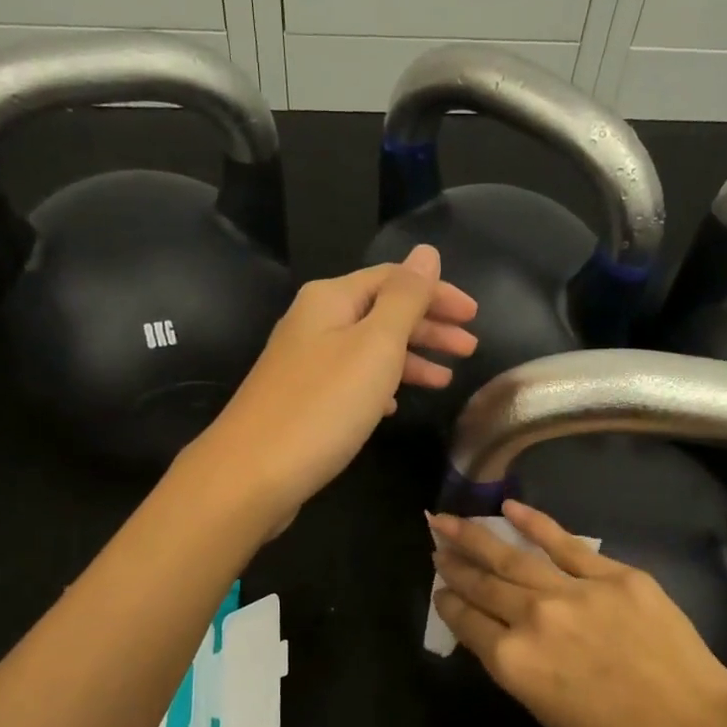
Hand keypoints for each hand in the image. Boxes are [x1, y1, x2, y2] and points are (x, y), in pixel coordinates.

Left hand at [193, 245, 477, 527]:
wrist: (252, 474)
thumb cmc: (323, 406)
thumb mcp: (375, 345)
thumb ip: (405, 299)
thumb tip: (425, 252)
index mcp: (331, 299)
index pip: (394, 280)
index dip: (437, 293)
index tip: (474, 316)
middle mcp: (314, 322)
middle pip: (382, 312)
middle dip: (429, 328)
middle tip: (469, 349)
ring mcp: (304, 362)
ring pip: (369, 349)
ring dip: (410, 359)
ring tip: (445, 381)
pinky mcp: (302, 399)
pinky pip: (352, 380)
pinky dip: (380, 386)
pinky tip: (395, 405)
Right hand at [429, 501, 726, 726]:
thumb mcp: (550, 714)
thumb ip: (521, 668)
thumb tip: (505, 635)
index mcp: (513, 664)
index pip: (466, 622)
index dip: (448, 602)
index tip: (439, 588)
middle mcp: (532, 619)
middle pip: (483, 584)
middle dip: (454, 563)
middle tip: (435, 542)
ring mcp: (572, 591)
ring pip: (512, 557)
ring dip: (477, 537)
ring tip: (450, 520)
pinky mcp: (613, 574)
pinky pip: (564, 543)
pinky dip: (534, 523)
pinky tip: (509, 507)